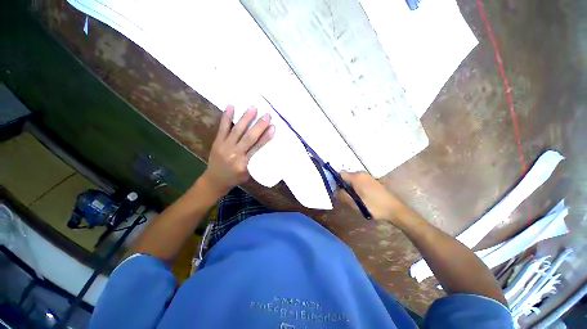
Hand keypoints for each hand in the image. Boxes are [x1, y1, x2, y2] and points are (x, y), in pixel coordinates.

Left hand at [200, 105, 274, 197]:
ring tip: (253, 108)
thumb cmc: (235, 178)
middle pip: (248, 137)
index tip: (273, 128)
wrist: (215, 180)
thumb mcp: (249, 173)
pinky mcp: (217, 141)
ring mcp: (224, 146)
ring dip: (245, 118)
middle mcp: (234, 154)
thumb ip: (255, 160)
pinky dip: (227, 117)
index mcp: (244, 164)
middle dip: (258, 126)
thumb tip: (266, 147)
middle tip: (267, 115)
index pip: (257, 148)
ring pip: (236, 130)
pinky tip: (231, 106)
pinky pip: (222, 128)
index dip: (266, 137)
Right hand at [339, 171, 405, 221]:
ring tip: (353, 198)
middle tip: (345, 197)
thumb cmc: (373, 206)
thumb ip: (343, 195)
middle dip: (343, 185)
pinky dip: (356, 187)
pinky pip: (359, 181)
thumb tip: (336, 190)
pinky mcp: (372, 180)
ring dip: (350, 187)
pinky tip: (360, 196)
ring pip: (352, 179)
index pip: (340, 174)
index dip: (336, 182)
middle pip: (346, 176)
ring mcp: (368, 176)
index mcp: (356, 177)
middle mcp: (361, 173)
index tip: (337, 191)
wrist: (394, 209)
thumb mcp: (354, 203)